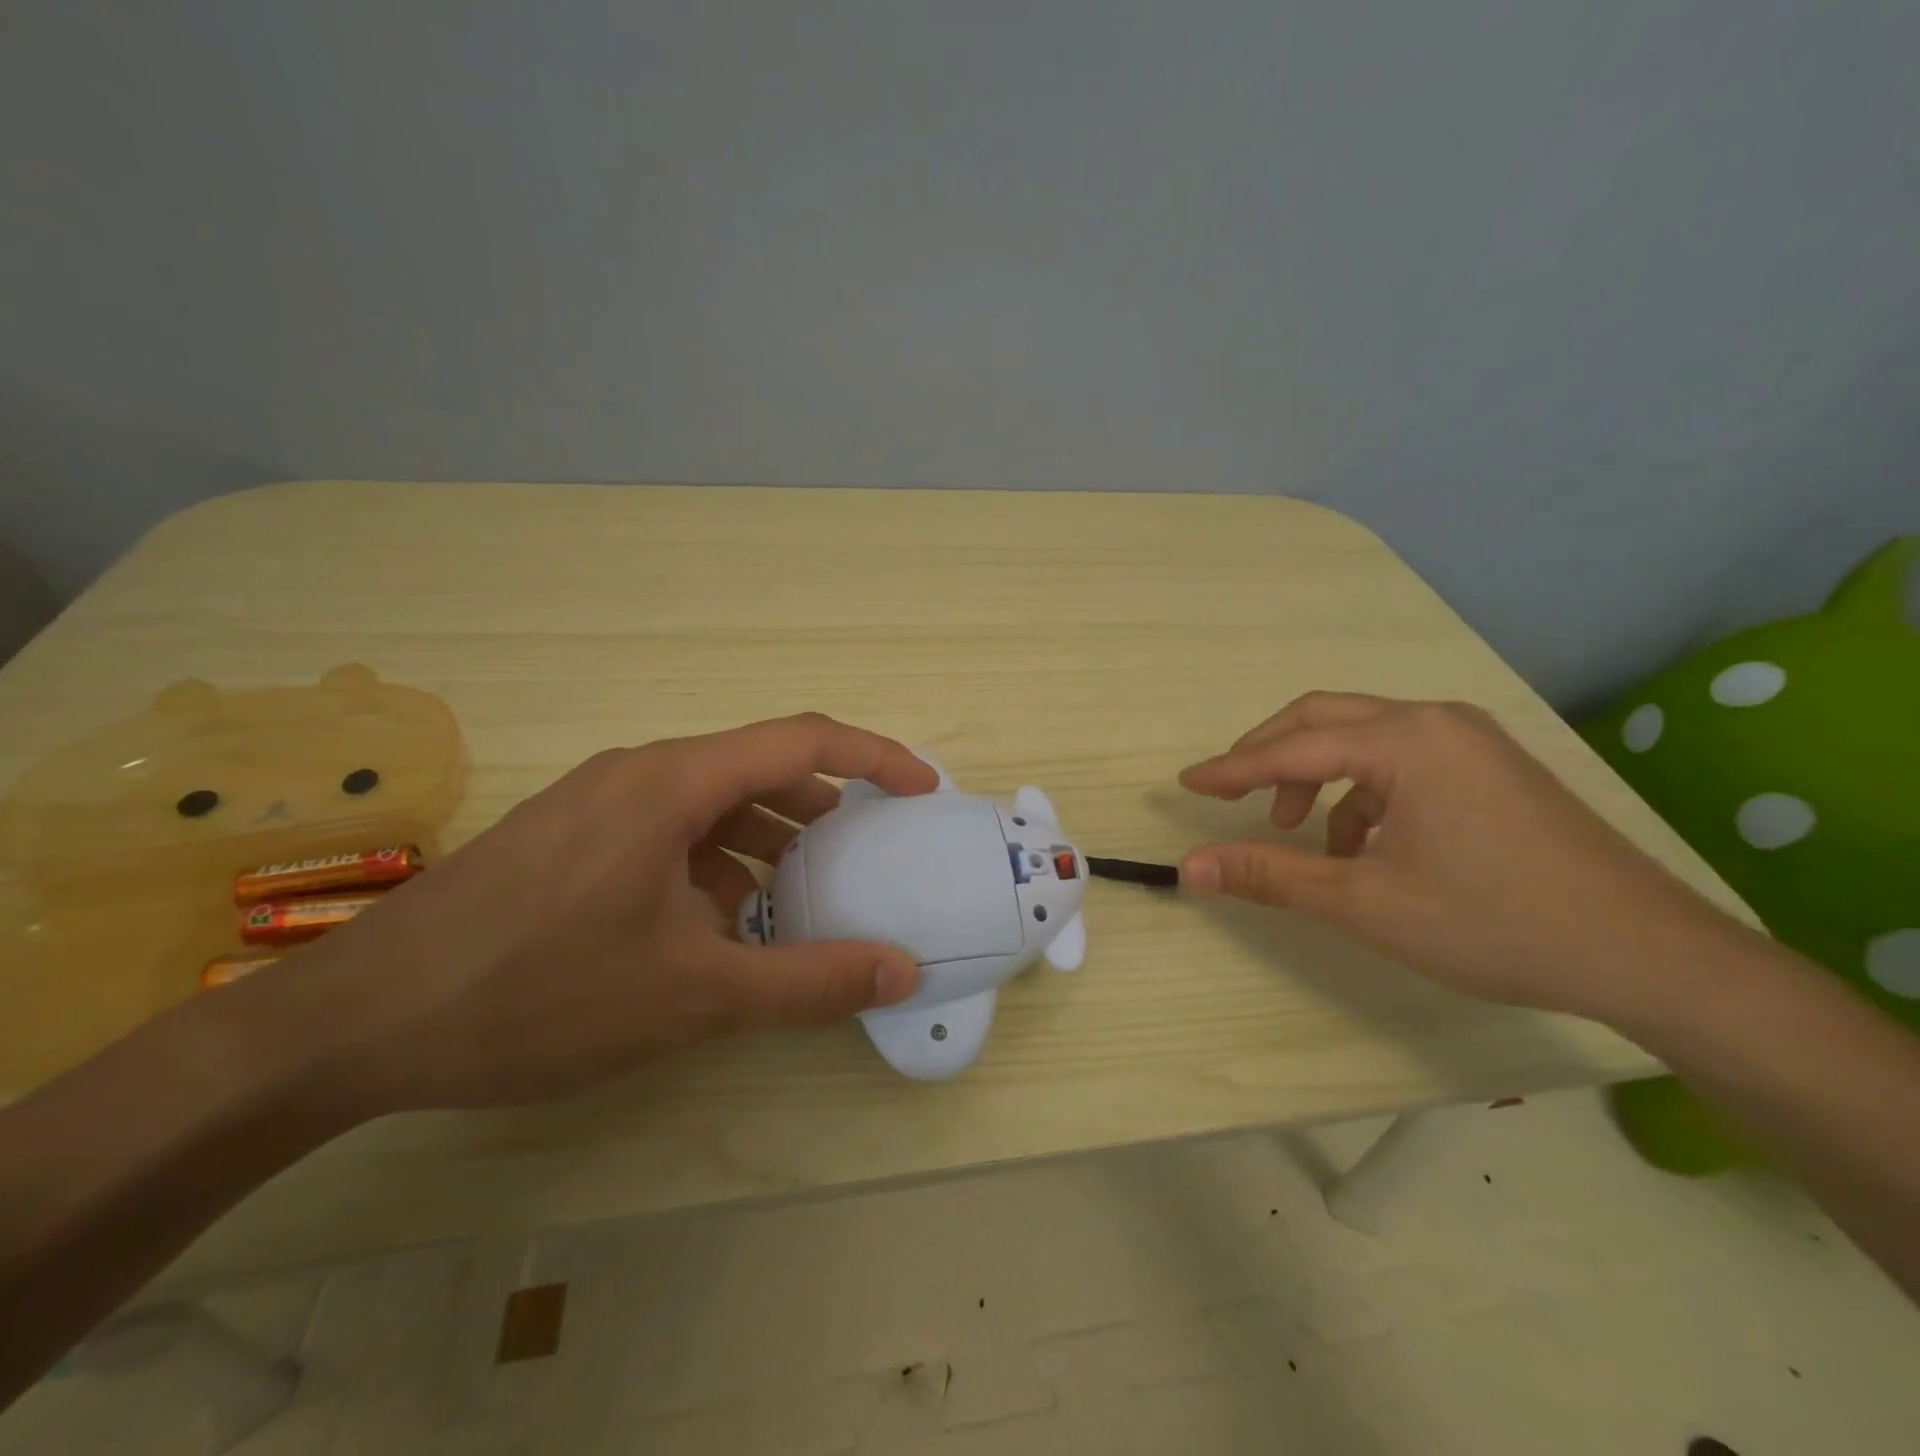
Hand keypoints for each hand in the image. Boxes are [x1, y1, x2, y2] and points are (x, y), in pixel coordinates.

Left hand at [250, 713, 936, 1113]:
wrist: (352, 1024)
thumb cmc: (533, 996)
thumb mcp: (691, 996)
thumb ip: (807, 982)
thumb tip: (901, 970)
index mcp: (672, 783)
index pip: (801, 739)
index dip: (875, 756)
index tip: (923, 789)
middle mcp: (639, 774)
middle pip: (759, 769)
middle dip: (824, 808)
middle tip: (868, 856)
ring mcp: (599, 804)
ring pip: (714, 803)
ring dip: (768, 840)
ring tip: (801, 899)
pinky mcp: (573, 839)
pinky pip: (671, 831)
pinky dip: (717, 863)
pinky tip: (719, 923)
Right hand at [1177, 693, 1738, 1022]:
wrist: (1650, 956)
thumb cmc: (1494, 922)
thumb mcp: (1364, 901)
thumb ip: (1270, 874)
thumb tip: (1190, 867)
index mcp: (1405, 741)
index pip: (1291, 748)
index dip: (1231, 769)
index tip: (1186, 783)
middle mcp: (1435, 721)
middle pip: (1324, 719)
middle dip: (1269, 755)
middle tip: (1232, 794)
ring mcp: (1470, 740)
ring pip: (1363, 739)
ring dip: (1317, 777)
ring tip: (1303, 834)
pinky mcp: (1490, 766)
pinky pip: (1402, 760)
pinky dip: (1362, 792)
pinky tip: (1363, 845)